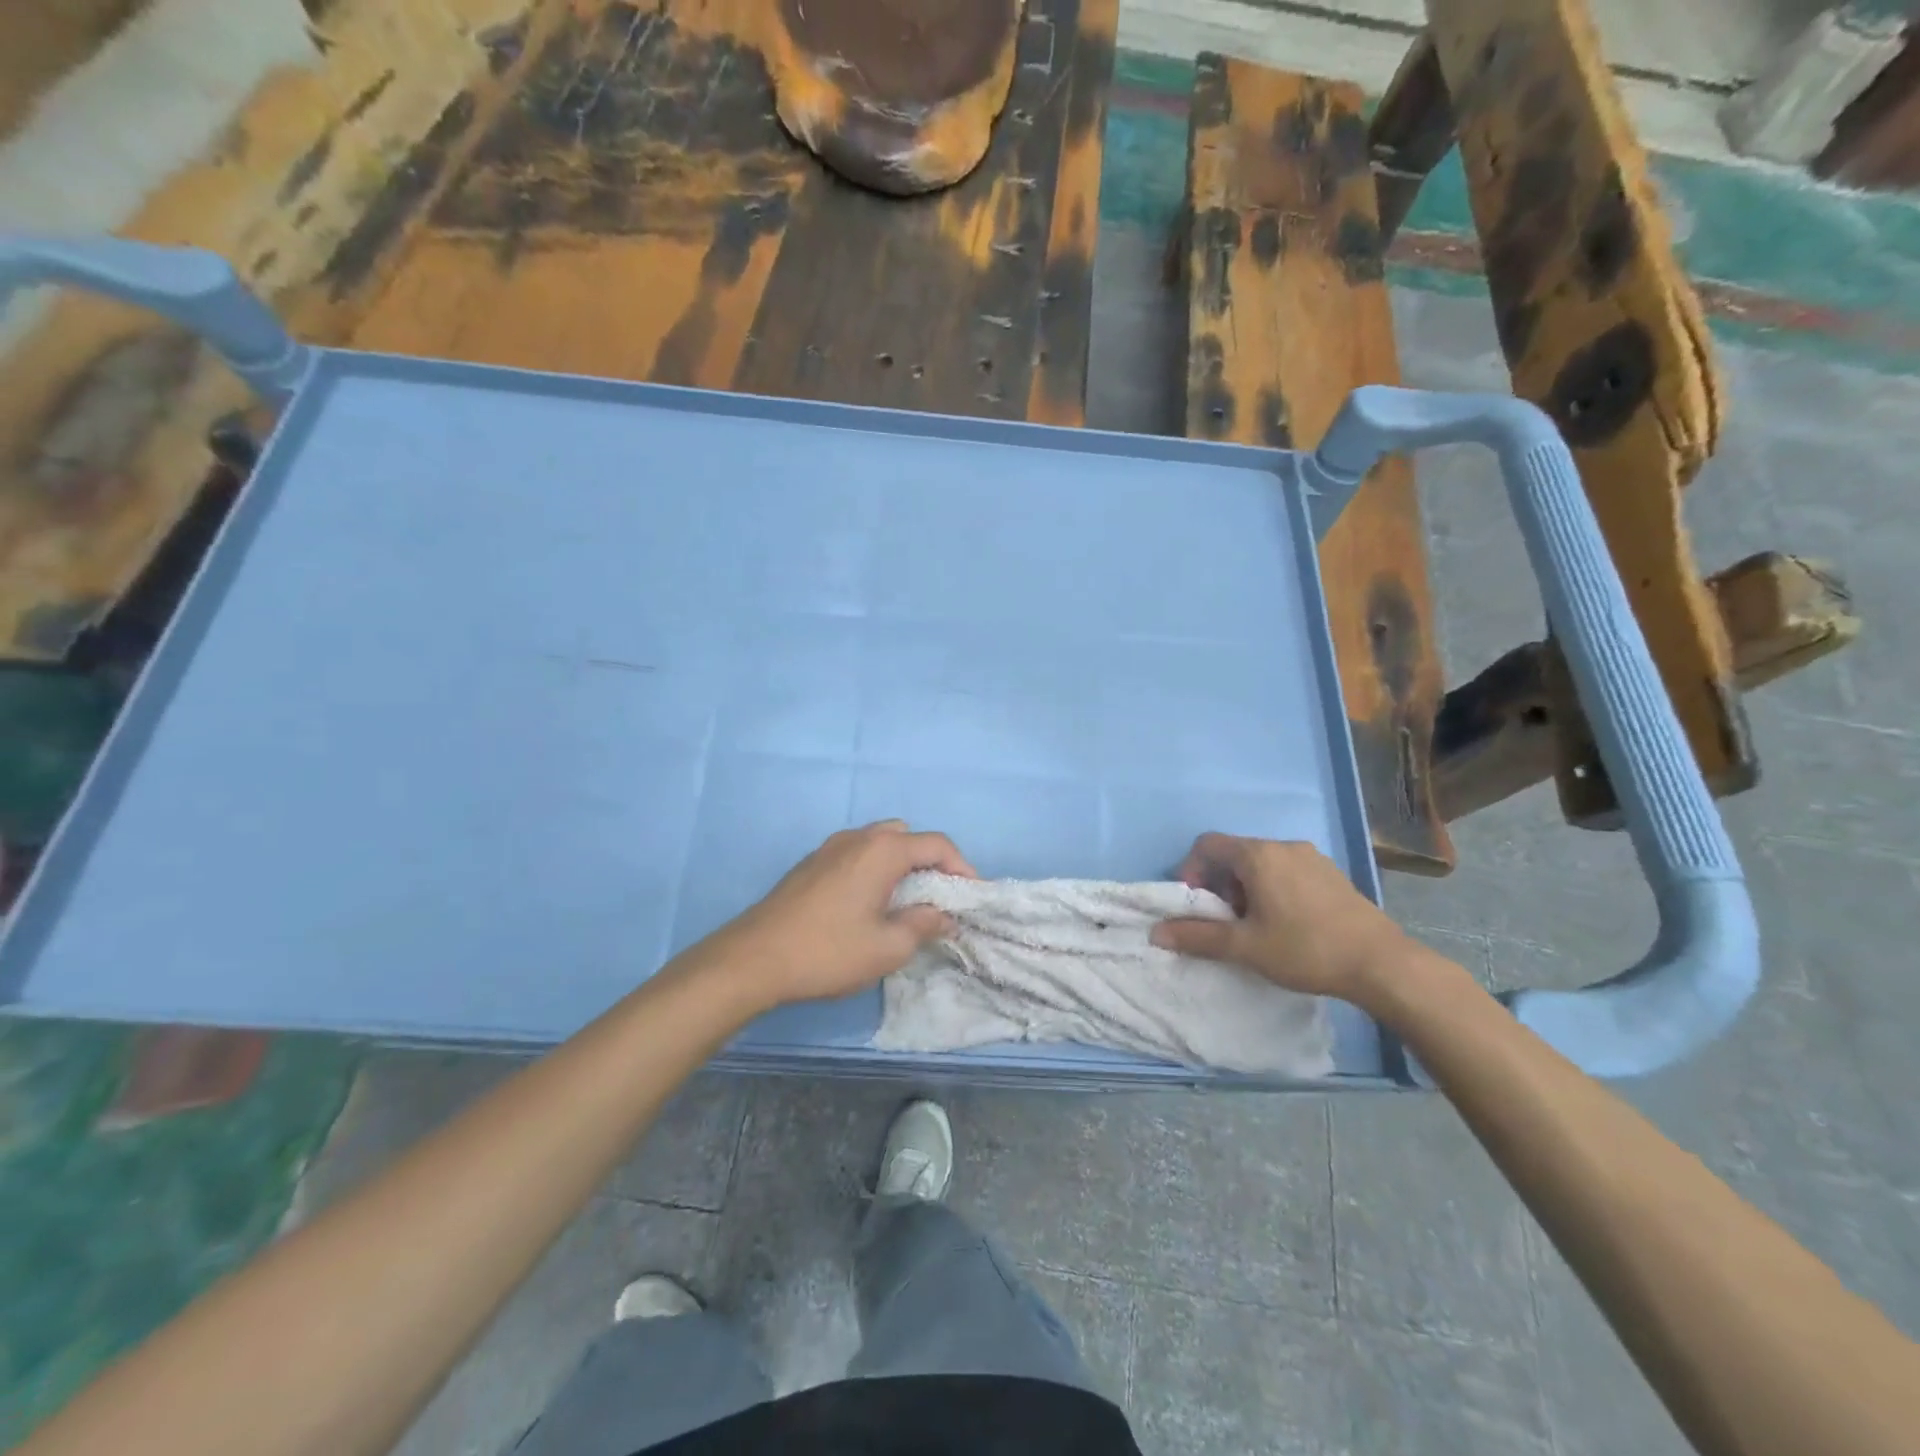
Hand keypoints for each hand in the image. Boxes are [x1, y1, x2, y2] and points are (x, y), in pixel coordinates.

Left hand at [698, 821, 976, 1008]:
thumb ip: (924, 925)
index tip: (971, 898)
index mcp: (882, 850)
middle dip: (930, 862)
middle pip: (907, 837)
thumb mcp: (888, 947)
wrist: (753, 959)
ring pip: (879, 843)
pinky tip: (868, 905)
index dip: (962, 868)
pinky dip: (874, 870)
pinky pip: (856, 855)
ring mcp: (830, 848)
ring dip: (900, 865)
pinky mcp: (810, 864)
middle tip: (937, 898)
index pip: (937, 844)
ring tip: (904, 903)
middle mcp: (858, 838)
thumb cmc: (828, 952)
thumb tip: (945, 916)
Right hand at [1150, 834, 1410, 1001]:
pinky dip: (1273, 888)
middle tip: (1225, 921)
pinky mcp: (1331, 873)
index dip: (1191, 871)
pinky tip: (1287, 923)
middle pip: (1234, 853)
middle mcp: (1283, 846)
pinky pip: (1287, 870)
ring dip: (1246, 887)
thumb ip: (1197, 936)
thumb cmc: (1305, 950)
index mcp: (1258, 855)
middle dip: (1219, 883)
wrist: (1382, 964)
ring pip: (1261, 862)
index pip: (1207, 845)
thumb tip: (1157, 932)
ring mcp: (1312, 857)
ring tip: (1255, 925)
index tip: (1196, 905)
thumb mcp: (1245, 947)